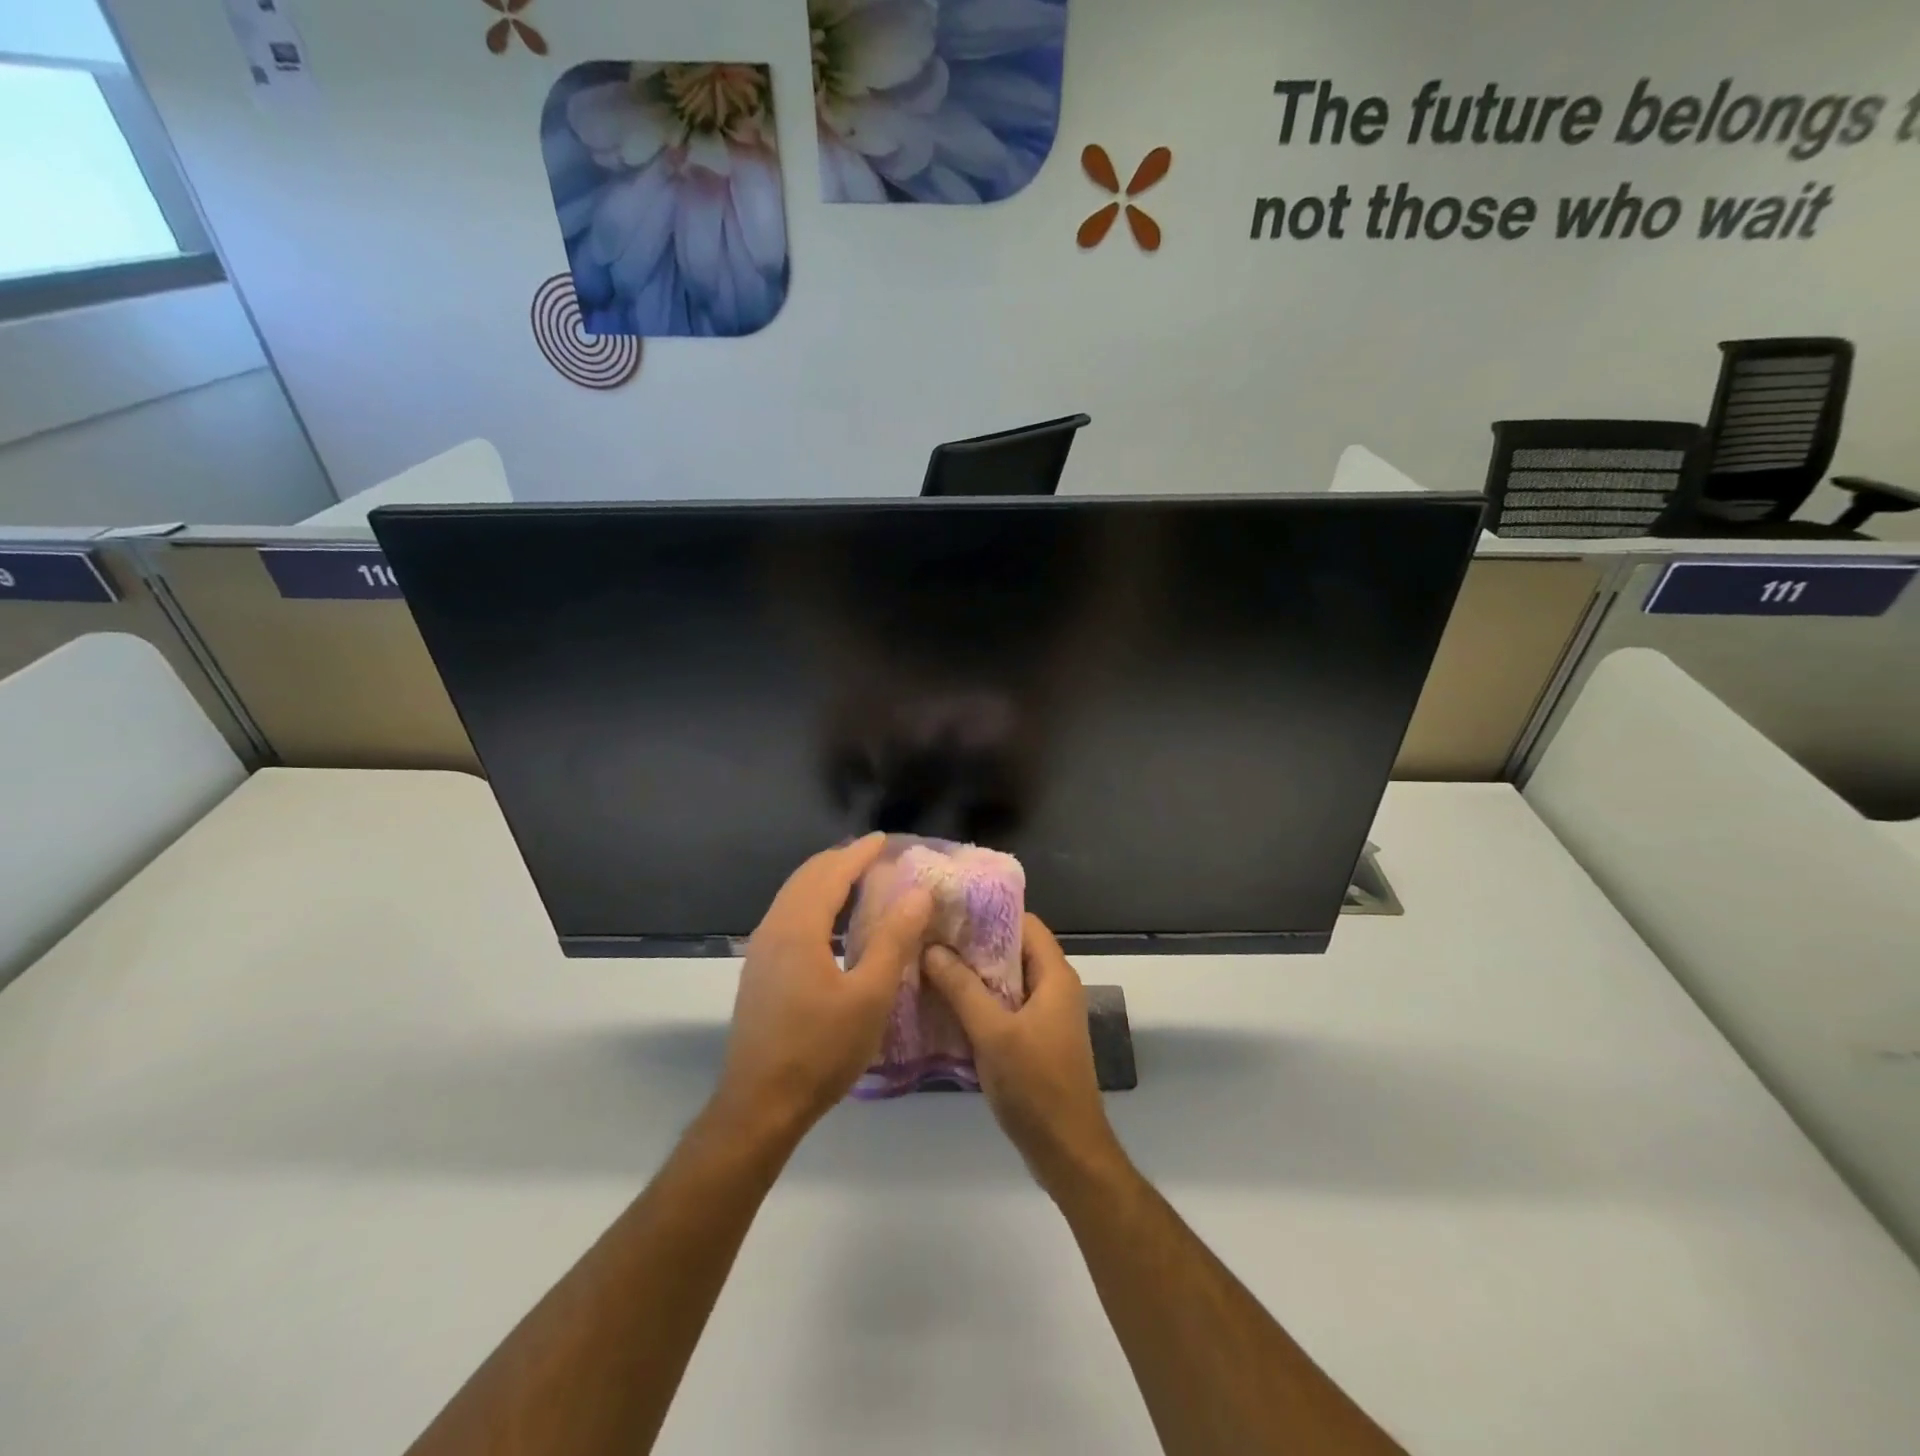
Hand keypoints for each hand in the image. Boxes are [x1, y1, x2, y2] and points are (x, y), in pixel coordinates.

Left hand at [712, 834, 932, 1138]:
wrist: (760, 1105)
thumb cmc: (820, 1050)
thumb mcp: (870, 996)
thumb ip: (894, 940)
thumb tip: (918, 893)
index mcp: (799, 928)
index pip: (831, 874)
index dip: (858, 854)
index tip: (884, 839)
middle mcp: (774, 929)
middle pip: (807, 878)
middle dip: (839, 860)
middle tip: (873, 854)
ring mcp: (761, 952)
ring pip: (793, 897)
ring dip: (824, 880)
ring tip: (856, 879)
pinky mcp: (759, 972)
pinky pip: (788, 917)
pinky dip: (813, 902)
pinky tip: (832, 922)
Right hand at [923, 914, 1124, 1196]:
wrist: (1067, 1151)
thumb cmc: (1035, 1085)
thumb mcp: (993, 1033)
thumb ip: (962, 989)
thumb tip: (932, 948)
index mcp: (1055, 976)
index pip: (1025, 923)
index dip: (990, 912)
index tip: (951, 907)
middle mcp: (1055, 987)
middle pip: (1013, 949)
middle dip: (974, 942)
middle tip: (931, 934)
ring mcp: (1046, 1014)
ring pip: (1007, 979)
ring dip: (974, 973)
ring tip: (931, 963)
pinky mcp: (1036, 1038)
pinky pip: (1006, 1005)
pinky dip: (980, 1000)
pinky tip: (946, 1003)